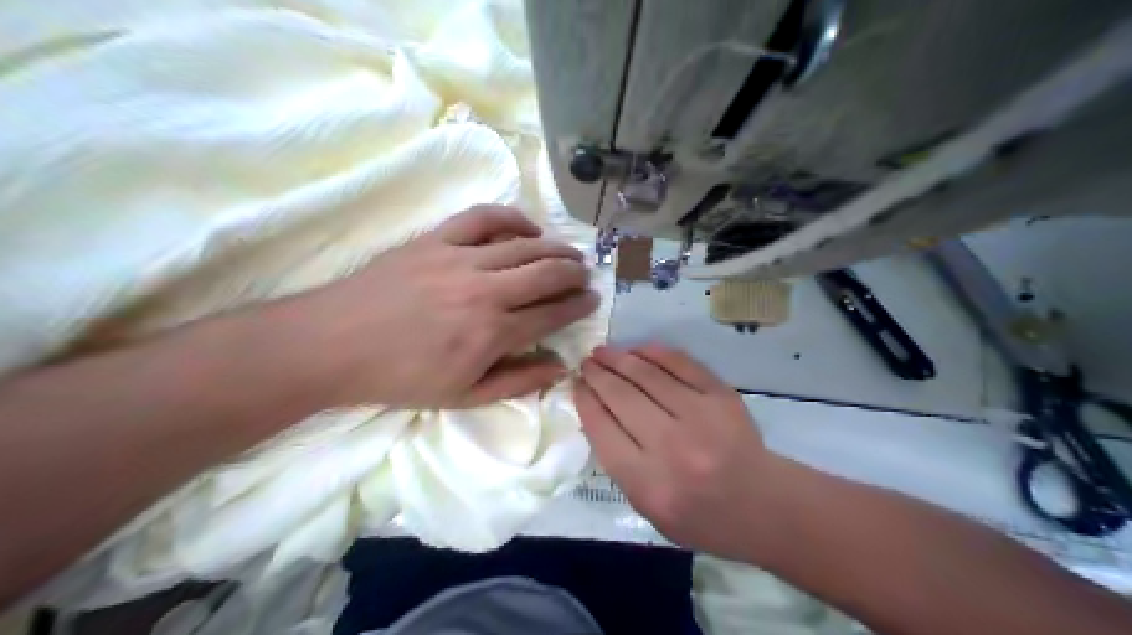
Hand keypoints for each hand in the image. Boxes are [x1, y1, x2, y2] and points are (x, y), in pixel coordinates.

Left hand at [279, 206, 594, 409]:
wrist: (336, 344)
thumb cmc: (401, 377)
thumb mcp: (463, 397)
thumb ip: (517, 382)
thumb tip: (560, 366)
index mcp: (493, 333)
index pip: (552, 313)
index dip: (578, 306)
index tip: (591, 300)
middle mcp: (486, 291)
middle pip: (547, 273)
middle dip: (575, 273)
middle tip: (585, 276)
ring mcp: (461, 259)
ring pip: (525, 246)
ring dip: (555, 248)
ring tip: (570, 253)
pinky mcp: (437, 239)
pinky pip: (483, 218)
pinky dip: (512, 218)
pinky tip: (527, 227)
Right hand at [576, 345, 769, 558]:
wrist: (762, 506)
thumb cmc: (700, 517)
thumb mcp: (648, 509)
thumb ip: (619, 465)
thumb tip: (597, 412)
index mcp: (648, 483)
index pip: (602, 429)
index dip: (585, 401)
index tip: (576, 385)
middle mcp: (672, 446)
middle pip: (621, 397)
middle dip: (598, 375)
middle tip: (586, 363)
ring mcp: (700, 417)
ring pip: (648, 375)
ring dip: (620, 358)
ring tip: (604, 352)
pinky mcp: (721, 396)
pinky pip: (681, 365)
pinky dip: (655, 353)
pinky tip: (638, 349)